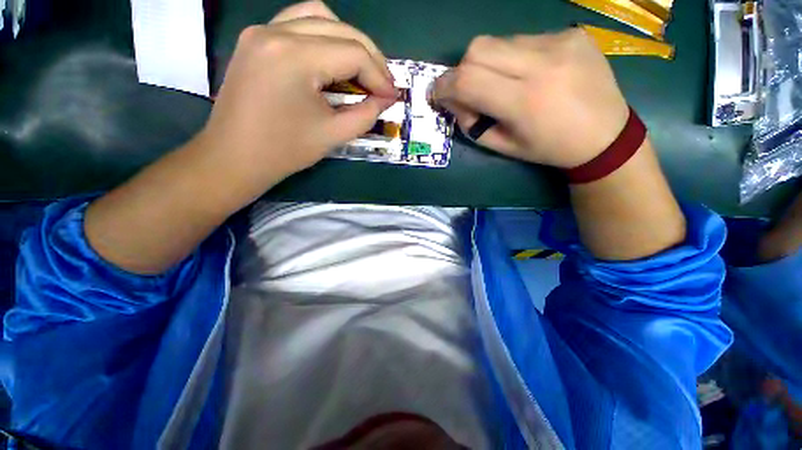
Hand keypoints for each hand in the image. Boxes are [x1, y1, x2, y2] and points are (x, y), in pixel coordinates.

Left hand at [197, 0, 396, 194]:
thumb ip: (366, 114)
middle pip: (340, 28)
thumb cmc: (284, 151)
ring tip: (362, 70)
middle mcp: (276, 32)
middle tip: (383, 85)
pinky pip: (298, 23)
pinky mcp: (256, 39)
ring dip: (348, 40)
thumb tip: (386, 99)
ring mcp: (262, 31)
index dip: (380, 76)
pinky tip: (333, 60)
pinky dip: (324, 36)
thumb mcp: (334, 135)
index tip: (392, 97)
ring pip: (319, 16)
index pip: (353, 53)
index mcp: (295, 58)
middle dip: (370, 57)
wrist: (235, 157)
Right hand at [433, 29, 628, 168]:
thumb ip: (472, 125)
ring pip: (499, 41)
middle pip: (479, 48)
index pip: (467, 80)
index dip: (444, 85)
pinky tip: (529, 73)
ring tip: (503, 83)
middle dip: (462, 69)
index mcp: (524, 101)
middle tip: (467, 89)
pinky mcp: (571, 33)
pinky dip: (513, 57)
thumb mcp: (503, 146)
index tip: (438, 94)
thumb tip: (454, 101)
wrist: (604, 135)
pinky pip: (524, 40)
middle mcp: (542, 64)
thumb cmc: (549, 148)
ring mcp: (560, 42)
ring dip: (489, 64)